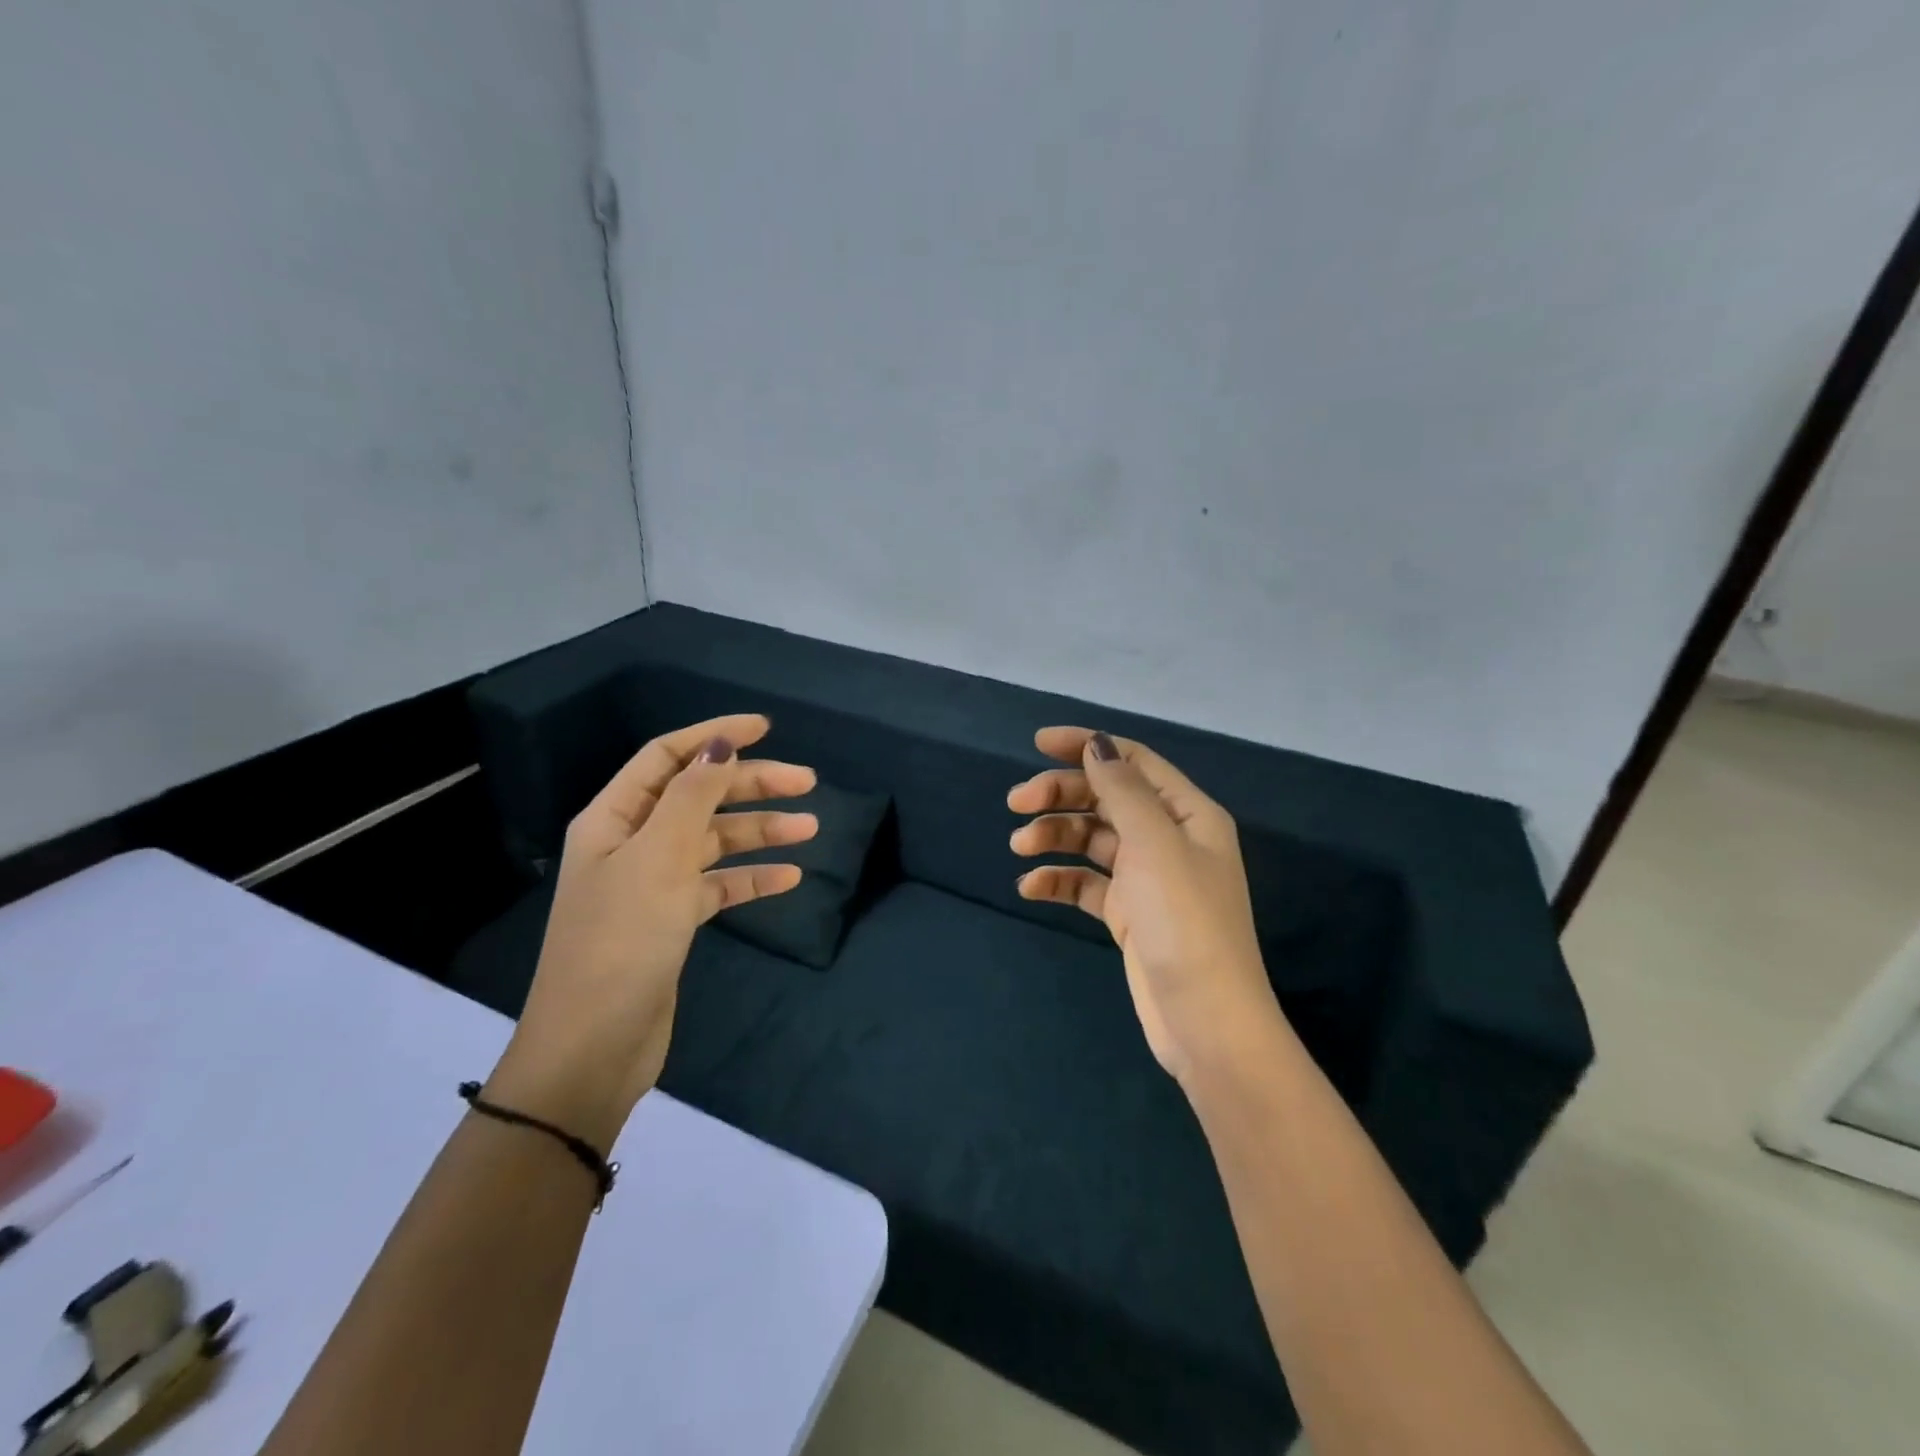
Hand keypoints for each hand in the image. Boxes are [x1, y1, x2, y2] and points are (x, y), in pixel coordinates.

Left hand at [487, 714, 816, 1149]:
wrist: (594, 1047)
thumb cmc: (621, 942)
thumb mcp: (658, 859)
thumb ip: (691, 796)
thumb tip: (720, 744)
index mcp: (613, 819)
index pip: (667, 757)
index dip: (715, 736)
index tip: (766, 728)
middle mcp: (631, 843)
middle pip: (698, 796)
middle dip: (751, 785)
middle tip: (808, 783)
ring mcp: (652, 884)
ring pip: (714, 841)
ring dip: (760, 832)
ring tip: (811, 829)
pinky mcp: (671, 921)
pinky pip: (717, 885)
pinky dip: (750, 878)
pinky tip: (788, 879)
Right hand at [1009, 729, 1283, 1087]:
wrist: (1205, 1020)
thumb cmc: (1184, 922)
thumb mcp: (1154, 844)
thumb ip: (1122, 791)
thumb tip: (1096, 745)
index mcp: (1187, 813)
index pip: (1132, 761)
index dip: (1086, 745)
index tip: (1037, 743)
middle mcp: (1169, 838)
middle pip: (1106, 798)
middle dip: (1060, 795)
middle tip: (1015, 803)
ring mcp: (1147, 878)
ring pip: (1092, 840)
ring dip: (1054, 836)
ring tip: (1019, 847)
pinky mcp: (1129, 914)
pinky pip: (1087, 883)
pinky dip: (1059, 880)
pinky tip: (1031, 887)